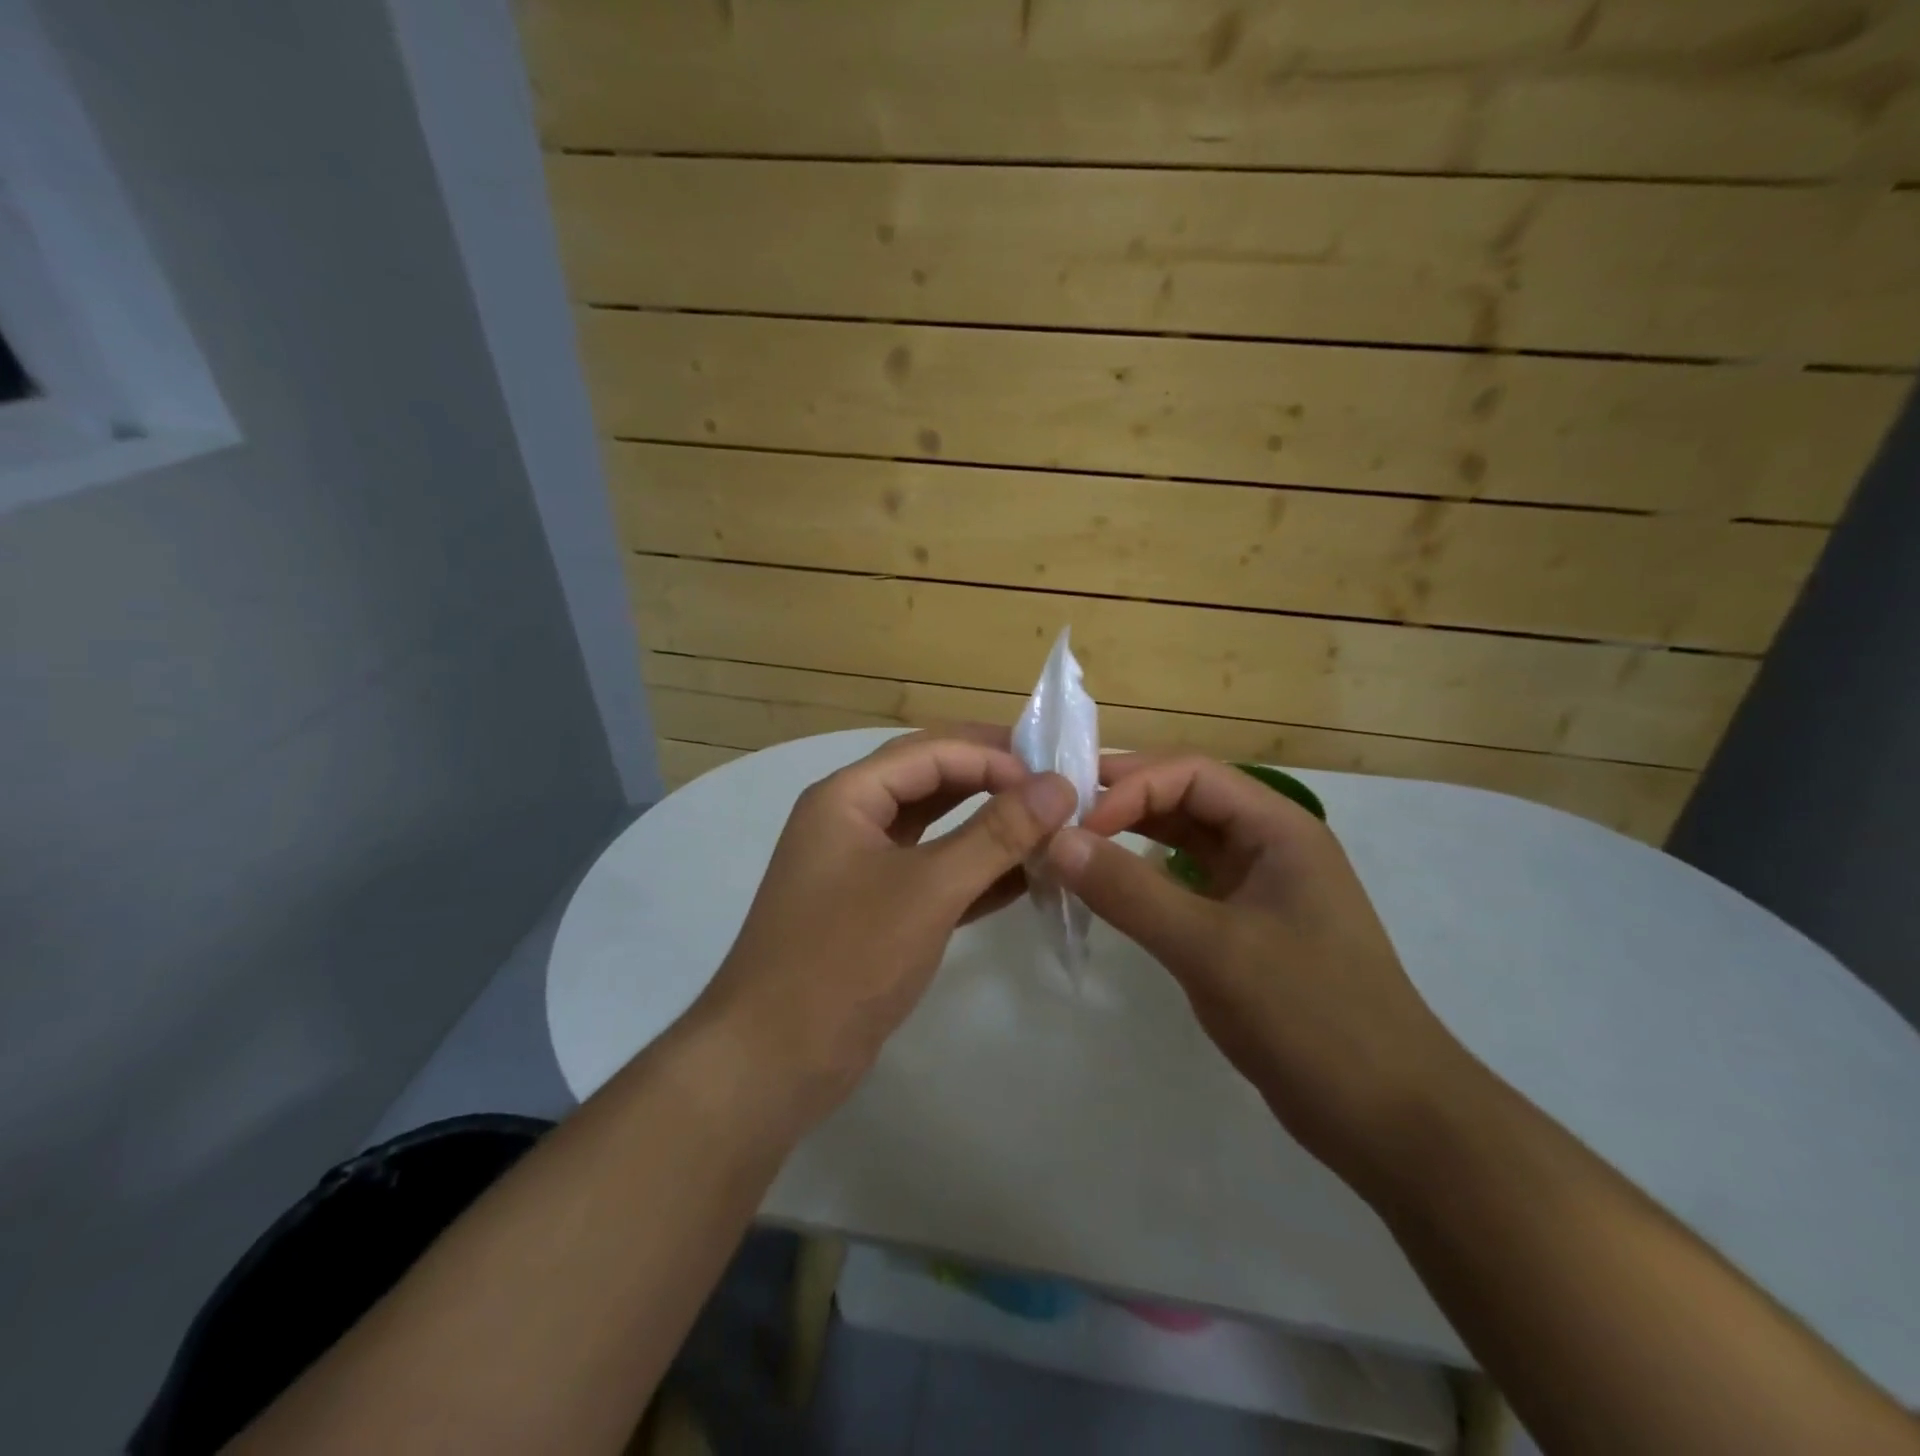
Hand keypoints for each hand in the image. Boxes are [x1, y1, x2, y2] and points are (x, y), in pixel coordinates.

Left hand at [697, 727, 1077, 1123]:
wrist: (773, 1061)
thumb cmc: (846, 959)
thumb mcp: (928, 889)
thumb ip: (996, 834)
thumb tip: (1059, 786)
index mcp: (848, 796)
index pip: (931, 751)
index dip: (994, 756)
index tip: (1054, 777)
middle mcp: (851, 819)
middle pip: (931, 779)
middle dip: (992, 778)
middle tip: (1054, 784)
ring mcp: (862, 867)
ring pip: (935, 828)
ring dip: (988, 825)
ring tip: (1049, 825)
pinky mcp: (876, 911)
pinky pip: (934, 873)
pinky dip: (976, 872)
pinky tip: (1025, 877)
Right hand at [1046, 754, 1471, 1194]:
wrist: (1389, 1119)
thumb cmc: (1310, 1017)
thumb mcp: (1212, 949)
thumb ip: (1130, 891)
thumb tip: (1056, 841)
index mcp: (1278, 828)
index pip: (1191, 774)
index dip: (1130, 787)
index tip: (1076, 825)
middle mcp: (1269, 845)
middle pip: (1186, 798)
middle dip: (1124, 802)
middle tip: (1059, 818)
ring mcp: (1258, 888)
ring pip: (1183, 841)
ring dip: (1130, 838)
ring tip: (1073, 848)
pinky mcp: (1245, 928)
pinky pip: (1185, 885)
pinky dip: (1144, 880)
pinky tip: (1109, 891)